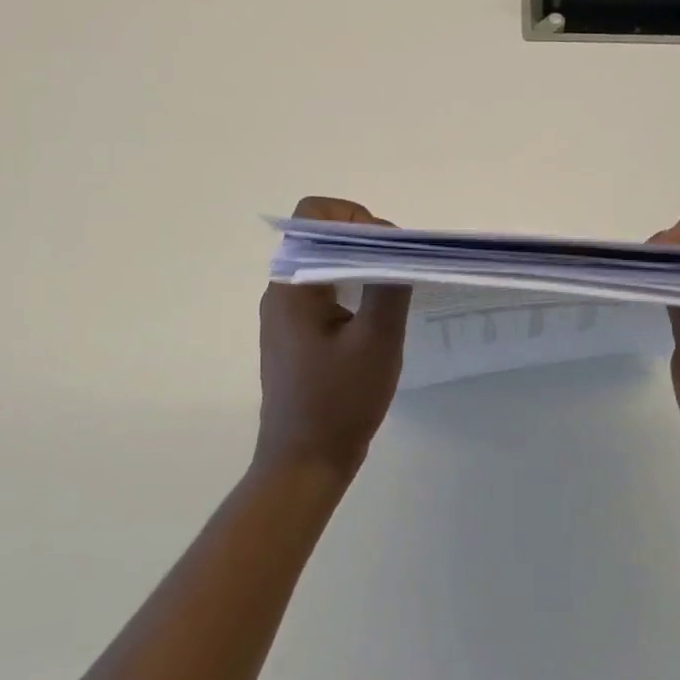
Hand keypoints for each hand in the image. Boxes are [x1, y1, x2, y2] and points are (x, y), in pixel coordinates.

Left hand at [257, 197, 411, 479]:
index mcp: (292, 284)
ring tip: (393, 288)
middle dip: (364, 239)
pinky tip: (377, 315)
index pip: (314, 216)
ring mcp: (286, 314)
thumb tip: (396, 244)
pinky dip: (352, 287)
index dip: (354, 216)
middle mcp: (282, 290)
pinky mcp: (295, 334)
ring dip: (360, 264)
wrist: (304, 463)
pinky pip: (324, 290)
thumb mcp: (376, 342)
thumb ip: (388, 285)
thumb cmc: (339, 402)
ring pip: (324, 263)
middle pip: (321, 236)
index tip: (388, 247)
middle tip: (398, 267)